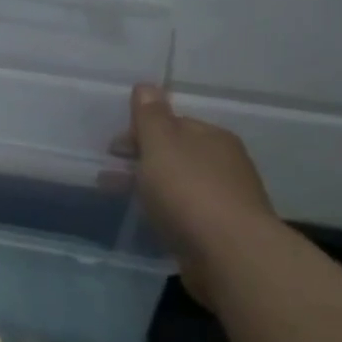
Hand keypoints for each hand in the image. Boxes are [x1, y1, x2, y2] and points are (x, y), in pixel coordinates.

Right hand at [127, 84, 277, 279]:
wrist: (230, 256)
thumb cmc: (190, 191)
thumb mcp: (161, 145)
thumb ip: (150, 116)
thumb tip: (147, 85)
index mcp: (213, 137)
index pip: (174, 124)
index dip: (141, 131)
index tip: (113, 148)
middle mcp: (226, 164)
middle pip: (178, 154)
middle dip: (145, 159)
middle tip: (111, 173)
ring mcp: (227, 201)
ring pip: (181, 185)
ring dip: (153, 187)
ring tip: (123, 198)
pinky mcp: (222, 234)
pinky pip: (187, 214)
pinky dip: (166, 211)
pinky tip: (152, 221)